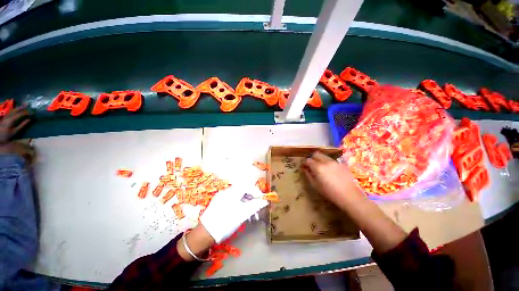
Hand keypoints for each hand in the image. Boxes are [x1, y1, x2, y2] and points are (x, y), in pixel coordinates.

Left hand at [0, 106, 29, 143]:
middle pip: (17, 110)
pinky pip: (11, 111)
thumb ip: (22, 125)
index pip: (21, 114)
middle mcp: (9, 115)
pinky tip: (17, 109)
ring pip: (14, 110)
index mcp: (12, 119)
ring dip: (19, 107)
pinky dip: (15, 109)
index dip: (28, 112)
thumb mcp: (15, 132)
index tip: (33, 113)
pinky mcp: (5, 117)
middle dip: (23, 107)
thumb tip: (29, 120)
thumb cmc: (6, 135)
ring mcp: (6, 116)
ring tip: (24, 105)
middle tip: (29, 105)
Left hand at [200, 185, 267, 242]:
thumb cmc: (226, 222)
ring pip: (239, 197)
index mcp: (232, 192)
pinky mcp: (219, 203)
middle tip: (257, 209)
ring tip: (251, 216)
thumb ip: (255, 206)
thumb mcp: (243, 214)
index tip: (262, 200)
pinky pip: (233, 201)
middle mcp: (227, 191)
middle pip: (243, 191)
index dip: (256, 192)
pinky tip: (242, 215)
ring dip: (247, 204)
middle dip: (252, 199)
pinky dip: (240, 206)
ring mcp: (222, 197)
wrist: (205, 234)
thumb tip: (265, 201)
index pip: (247, 186)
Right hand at [302, 152, 364, 207]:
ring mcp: (334, 162)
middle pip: (316, 154)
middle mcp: (326, 161)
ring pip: (324, 156)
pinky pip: (331, 160)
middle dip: (312, 158)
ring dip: (320, 159)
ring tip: (320, 167)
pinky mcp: (341, 164)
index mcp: (318, 167)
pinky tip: (330, 170)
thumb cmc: (330, 192)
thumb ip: (309, 175)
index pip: (308, 160)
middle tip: (311, 164)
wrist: (349, 196)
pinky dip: (327, 162)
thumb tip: (305, 169)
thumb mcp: (315, 185)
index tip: (303, 166)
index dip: (304, 162)